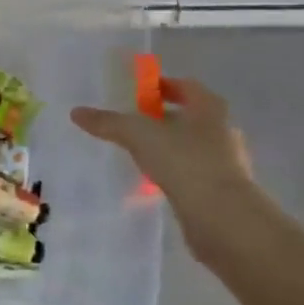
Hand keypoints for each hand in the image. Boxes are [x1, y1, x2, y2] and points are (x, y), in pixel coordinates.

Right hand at [71, 76, 258, 258]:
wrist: (223, 219)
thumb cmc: (185, 162)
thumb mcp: (139, 135)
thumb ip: (109, 123)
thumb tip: (76, 112)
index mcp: (209, 108)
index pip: (186, 86)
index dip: (163, 86)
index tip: (140, 93)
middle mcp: (222, 130)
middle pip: (190, 117)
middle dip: (163, 119)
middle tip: (135, 124)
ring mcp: (227, 163)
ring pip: (192, 147)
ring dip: (169, 148)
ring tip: (140, 155)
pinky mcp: (223, 192)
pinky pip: (194, 175)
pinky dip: (175, 174)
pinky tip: (155, 184)